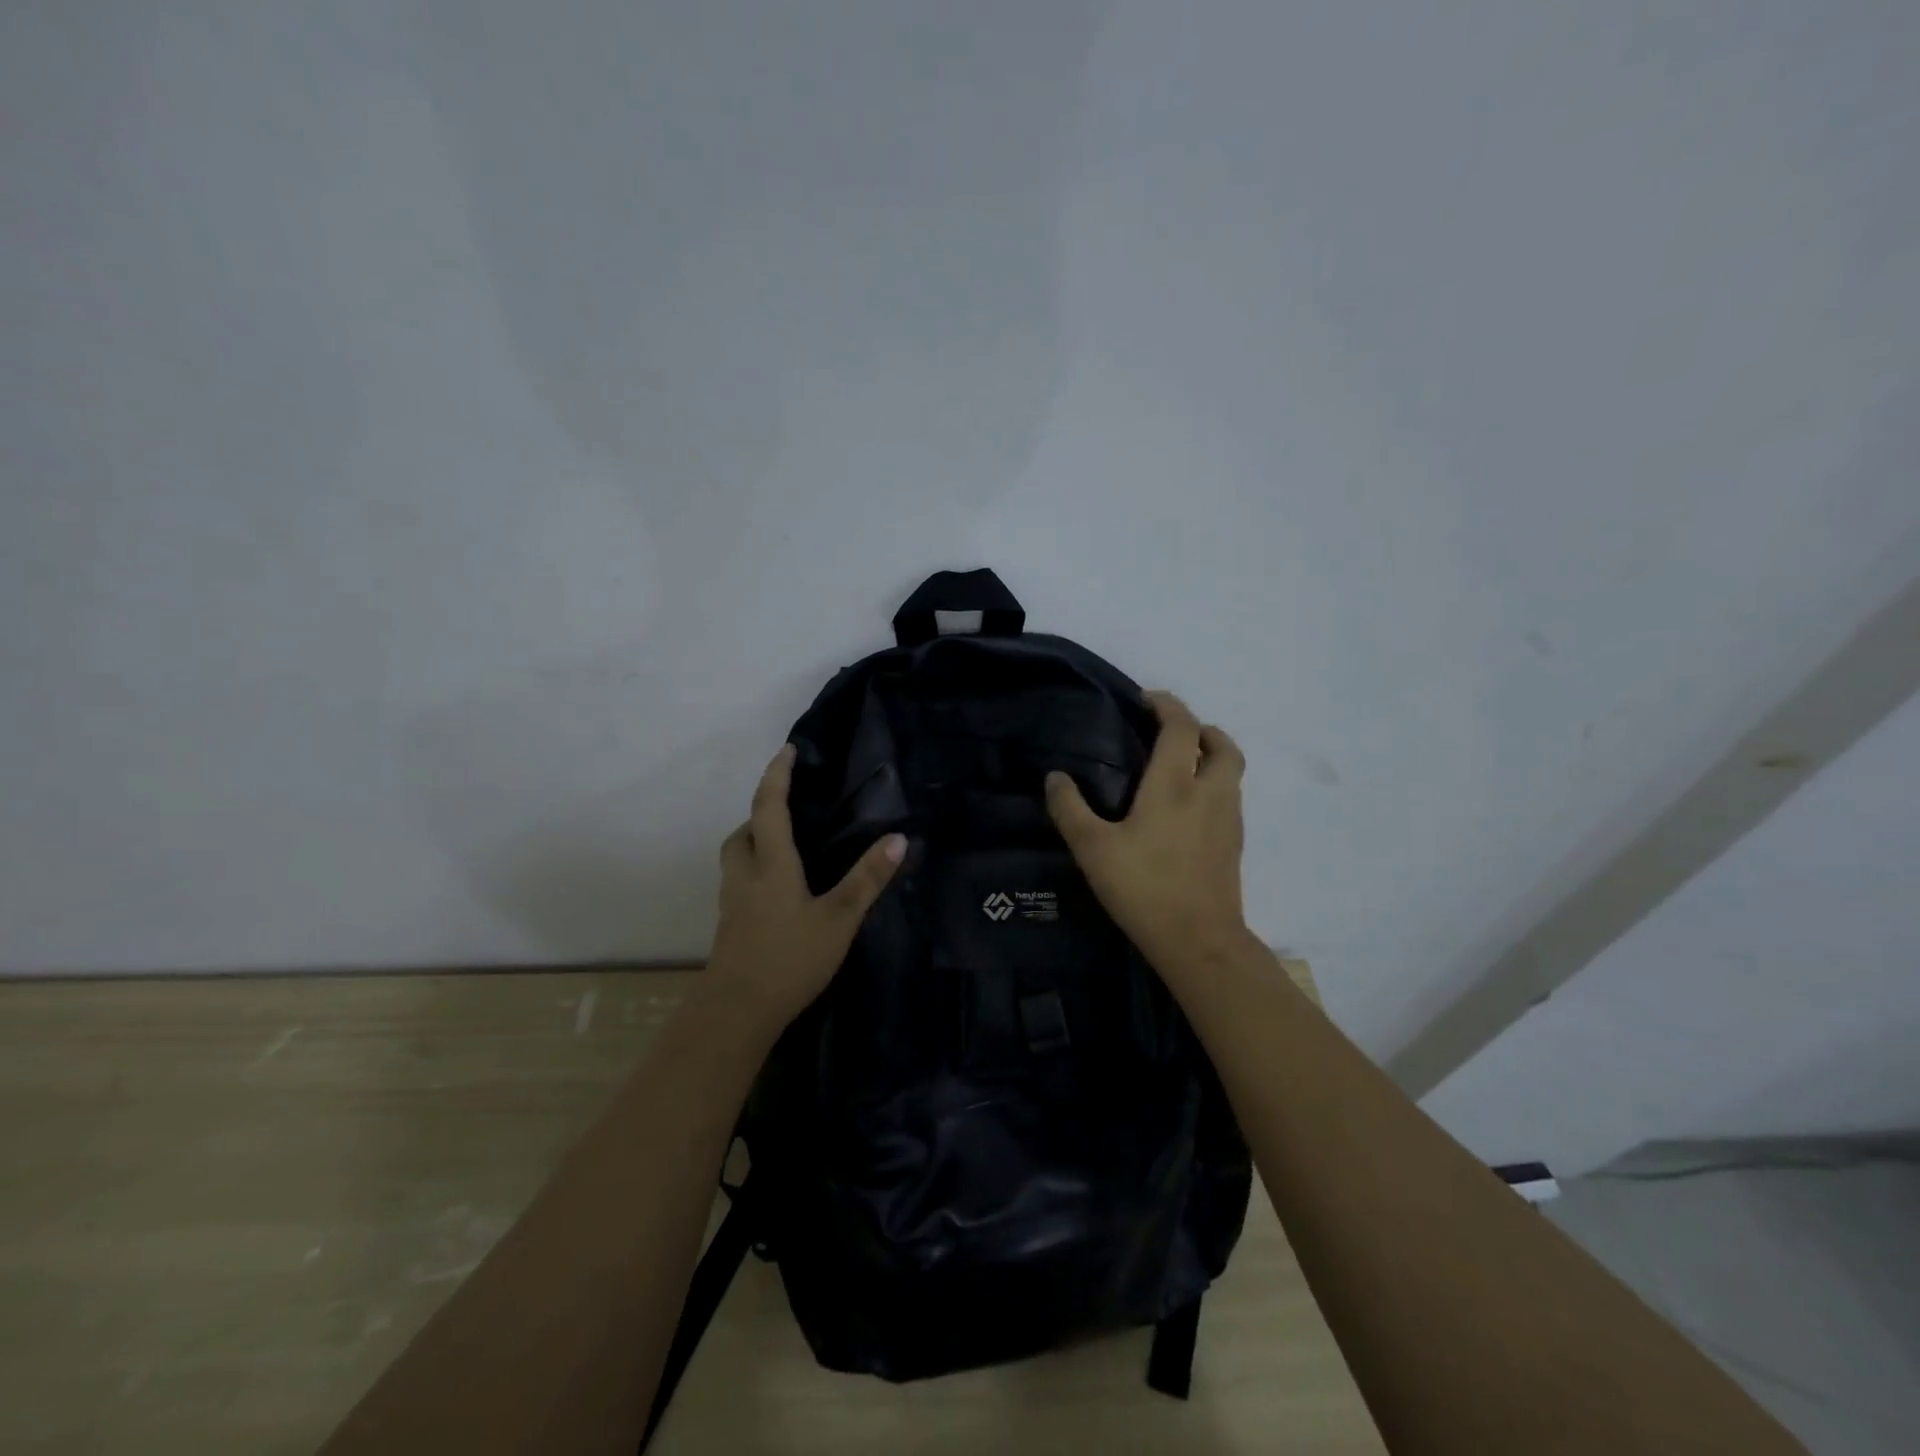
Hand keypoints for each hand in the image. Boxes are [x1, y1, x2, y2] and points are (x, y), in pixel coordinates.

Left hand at [702, 743, 906, 1034]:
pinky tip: (780, 890)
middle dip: (761, 811)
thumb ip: (867, 879)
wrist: (736, 1013)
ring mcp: (733, 902)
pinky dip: (756, 869)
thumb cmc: (789, 959)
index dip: (777, 775)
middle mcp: (745, 875)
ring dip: (754, 840)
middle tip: (790, 807)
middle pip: (743, 831)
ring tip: (787, 845)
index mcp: (770, 864)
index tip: (787, 750)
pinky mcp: (731, 925)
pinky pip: (740, 880)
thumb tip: (898, 838)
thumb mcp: (838, 919)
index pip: (768, 806)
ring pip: (737, 857)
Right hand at [1045, 691, 1250, 969]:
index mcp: (1175, 785)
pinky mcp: (1235, 845)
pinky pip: (1230, 798)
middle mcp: (1210, 793)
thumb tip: (1055, 778)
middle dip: (1202, 729)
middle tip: (1173, 734)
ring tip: (1179, 768)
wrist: (1198, 941)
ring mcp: (1229, 819)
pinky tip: (1187, 811)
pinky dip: (1214, 787)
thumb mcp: (1093, 848)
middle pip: (1222, 744)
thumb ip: (1070, 808)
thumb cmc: (1143, 887)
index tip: (1145, 701)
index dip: (1167, 705)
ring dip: (1211, 757)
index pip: (1182, 727)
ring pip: (1231, 772)